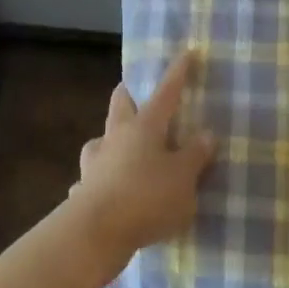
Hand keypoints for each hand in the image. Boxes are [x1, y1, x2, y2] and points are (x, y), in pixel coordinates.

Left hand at [67, 51, 218, 280]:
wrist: (94, 234)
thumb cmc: (146, 197)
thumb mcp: (183, 178)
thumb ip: (195, 155)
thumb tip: (206, 133)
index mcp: (144, 127)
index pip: (165, 92)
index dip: (177, 73)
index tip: (186, 53)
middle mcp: (115, 137)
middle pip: (120, 105)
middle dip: (129, 96)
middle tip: (137, 95)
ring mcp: (94, 163)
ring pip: (100, 141)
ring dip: (110, 141)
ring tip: (121, 149)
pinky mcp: (82, 192)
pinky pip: (92, 178)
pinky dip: (100, 181)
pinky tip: (105, 192)